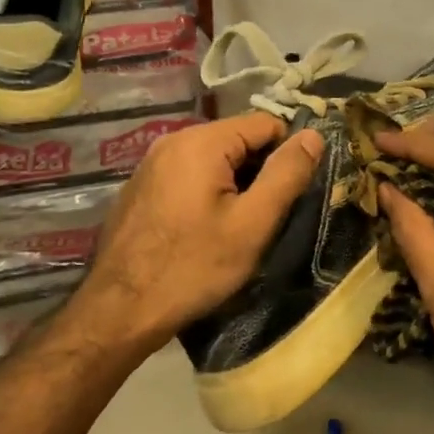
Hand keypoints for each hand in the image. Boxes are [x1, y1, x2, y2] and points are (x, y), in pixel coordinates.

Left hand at [74, 112, 323, 354]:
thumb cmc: (193, 267)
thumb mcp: (253, 224)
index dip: (286, 155)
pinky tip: (200, 231)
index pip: (266, 123)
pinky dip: (204, 192)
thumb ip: (286, 174)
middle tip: (261, 218)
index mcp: (202, 141)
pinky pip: (187, 174)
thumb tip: (313, 135)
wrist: (119, 310)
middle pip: (237, 139)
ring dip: (232, 184)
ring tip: (233, 228)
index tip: (289, 195)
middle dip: (257, 171)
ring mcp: (151, 162)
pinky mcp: (140, 186)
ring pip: (212, 158)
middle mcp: (173, 139)